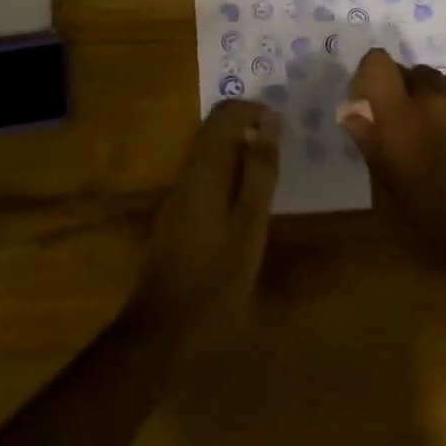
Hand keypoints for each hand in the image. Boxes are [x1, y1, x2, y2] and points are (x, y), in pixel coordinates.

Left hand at [129, 99, 280, 355]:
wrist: (162, 334)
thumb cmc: (215, 279)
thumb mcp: (249, 225)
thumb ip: (259, 171)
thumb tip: (271, 120)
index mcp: (204, 167)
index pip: (225, 114)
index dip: (254, 110)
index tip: (283, 127)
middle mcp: (187, 172)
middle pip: (215, 131)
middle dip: (248, 129)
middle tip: (282, 150)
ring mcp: (178, 196)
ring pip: (210, 155)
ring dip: (240, 154)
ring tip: (271, 177)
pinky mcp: (177, 218)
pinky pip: (205, 178)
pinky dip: (229, 177)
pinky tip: (247, 207)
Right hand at [340, 50, 445, 283]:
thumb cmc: (439, 227)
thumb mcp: (391, 197)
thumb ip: (371, 146)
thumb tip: (352, 114)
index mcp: (397, 120)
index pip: (376, 62)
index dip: (368, 75)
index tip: (366, 103)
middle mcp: (427, 99)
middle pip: (403, 69)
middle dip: (395, 89)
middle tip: (398, 122)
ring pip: (430, 74)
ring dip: (422, 92)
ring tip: (428, 123)